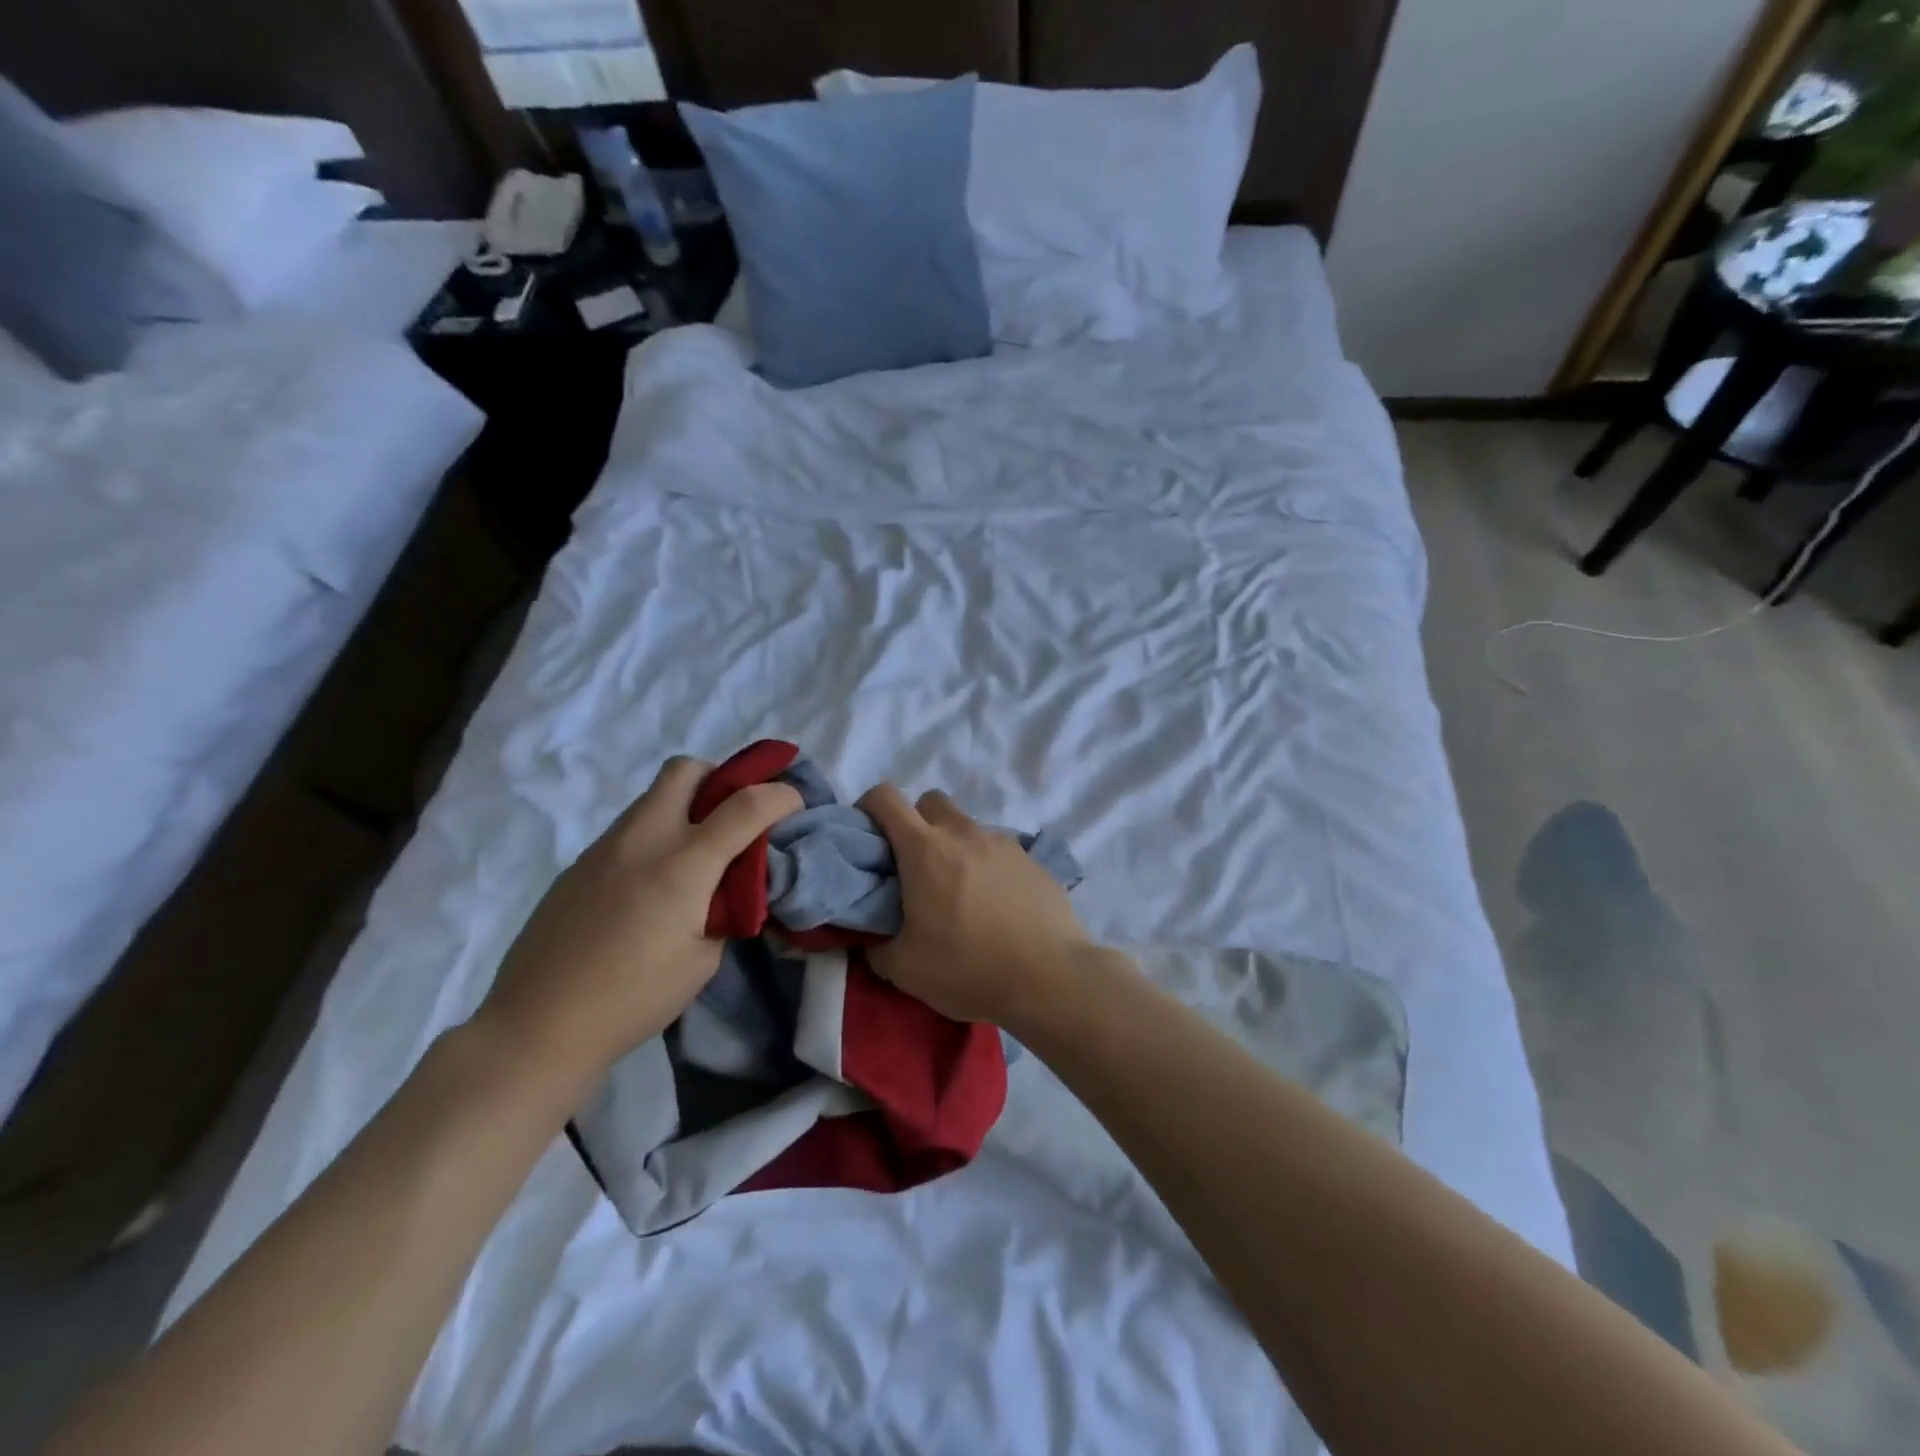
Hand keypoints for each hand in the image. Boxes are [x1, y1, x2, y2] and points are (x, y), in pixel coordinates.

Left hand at [479, 757, 800, 1075]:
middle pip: (685, 770)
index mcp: (682, 866)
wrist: (537, 1025)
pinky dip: (654, 837)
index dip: (780, 796)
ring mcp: (604, 848)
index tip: (795, 806)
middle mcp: (643, 840)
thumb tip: (731, 885)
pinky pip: (628, 829)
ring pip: (652, 797)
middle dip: (720, 779)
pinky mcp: (578, 865)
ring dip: (685, 808)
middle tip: (734, 816)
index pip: (745, 805)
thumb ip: (725, 908)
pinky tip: (649, 888)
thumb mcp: (703, 960)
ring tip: (694, 857)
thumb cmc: (633, 999)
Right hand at [858, 784, 1092, 1027]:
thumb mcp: (905, 969)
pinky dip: (986, 865)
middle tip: (914, 866)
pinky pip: (997, 849)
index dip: (868, 807)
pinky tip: (995, 904)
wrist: (1051, 977)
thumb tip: (870, 940)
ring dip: (954, 846)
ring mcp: (1003, 842)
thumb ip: (876, 947)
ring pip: (967, 826)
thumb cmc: (969, 968)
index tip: (867, 836)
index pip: (885, 797)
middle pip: (930, 802)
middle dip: (915, 822)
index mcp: (925, 849)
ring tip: (959, 892)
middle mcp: (963, 833)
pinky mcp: (1032, 859)